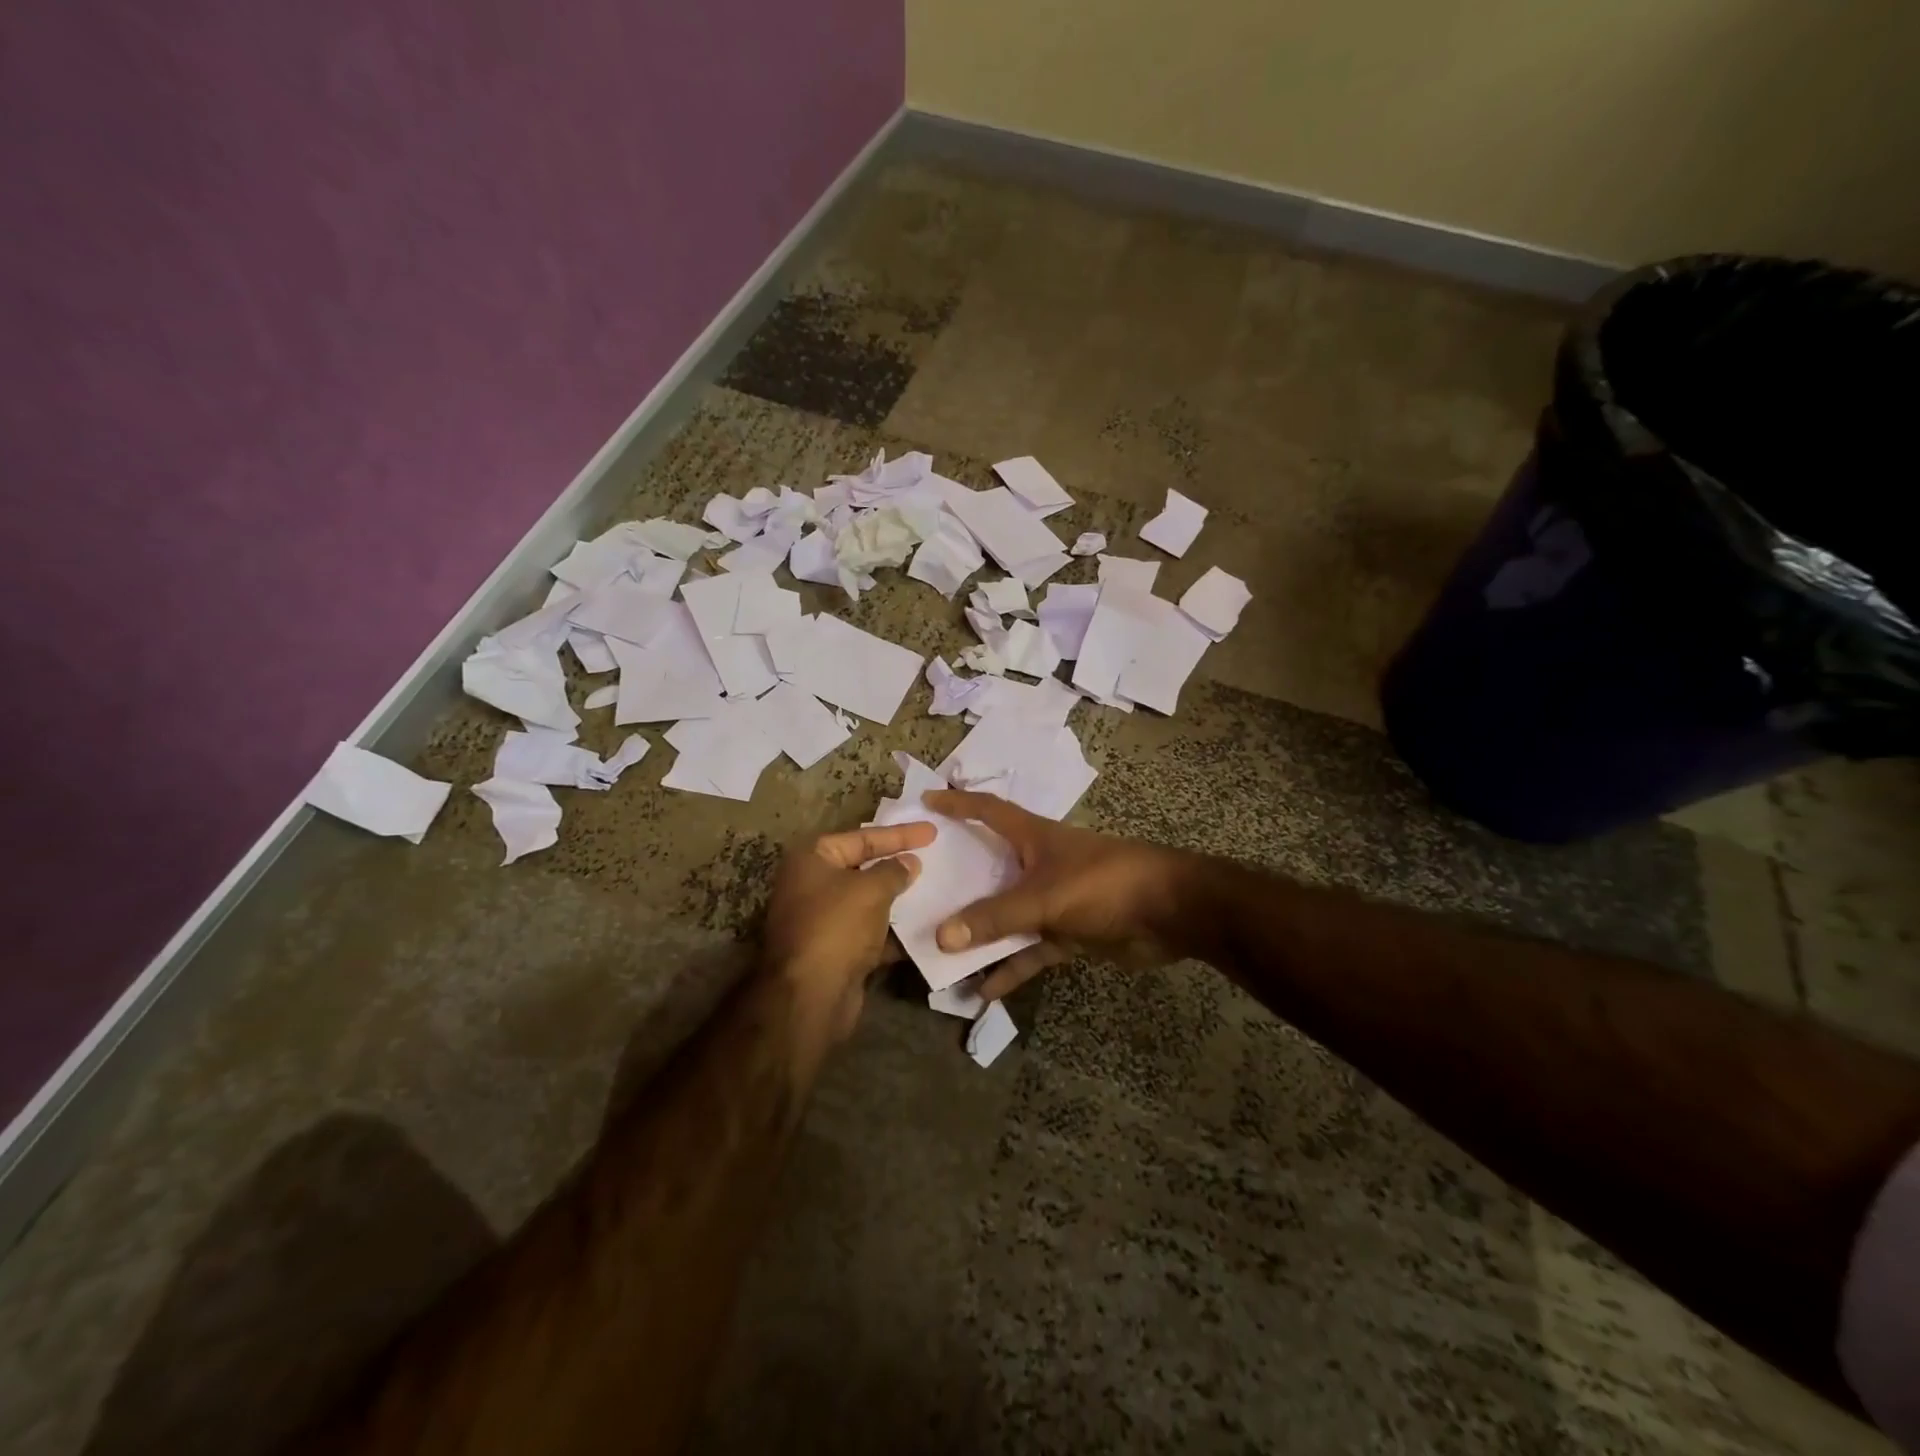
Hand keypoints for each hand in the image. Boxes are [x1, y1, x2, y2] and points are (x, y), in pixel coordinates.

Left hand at [764, 822, 935, 1037]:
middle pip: (863, 866)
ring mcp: (822, 919)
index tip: (931, 831)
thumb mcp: (871, 889)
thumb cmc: (837, 927)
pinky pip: (870, 931)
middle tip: (933, 856)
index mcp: (812, 859)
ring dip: (898, 898)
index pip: (862, 837)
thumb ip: (894, 871)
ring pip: (868, 901)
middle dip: (897, 864)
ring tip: (935, 890)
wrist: (811, 997)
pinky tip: (924, 927)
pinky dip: (893, 929)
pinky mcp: (835, 950)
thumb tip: (910, 863)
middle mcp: (812, 884)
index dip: (899, 834)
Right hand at [922, 790, 1192, 1000]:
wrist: (1171, 912)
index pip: (988, 811)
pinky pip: (1030, 949)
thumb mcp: (1044, 897)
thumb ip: (996, 917)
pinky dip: (1011, 967)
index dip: (958, 805)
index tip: (926, 803)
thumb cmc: (1104, 883)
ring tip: (941, 954)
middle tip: (918, 891)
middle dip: (957, 880)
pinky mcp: (1068, 932)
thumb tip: (942, 935)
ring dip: (980, 934)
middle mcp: (1038, 864)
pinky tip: (985, 991)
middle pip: (989, 869)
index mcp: (1033, 838)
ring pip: (1006, 915)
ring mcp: (1053, 899)